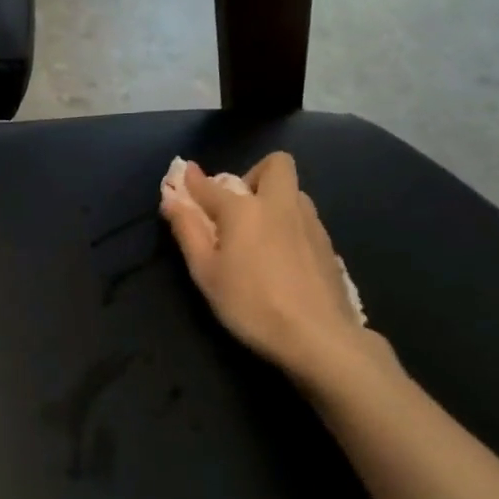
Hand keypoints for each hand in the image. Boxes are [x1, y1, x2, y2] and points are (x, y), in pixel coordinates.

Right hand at [160, 153, 388, 385]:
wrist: (317, 334)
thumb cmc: (250, 304)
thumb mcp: (206, 272)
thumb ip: (188, 231)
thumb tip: (171, 198)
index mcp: (244, 210)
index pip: (211, 186)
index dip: (193, 180)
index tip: (183, 174)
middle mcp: (280, 204)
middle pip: (275, 164)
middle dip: (253, 175)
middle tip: (238, 210)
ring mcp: (310, 222)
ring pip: (293, 191)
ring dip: (273, 200)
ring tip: (258, 236)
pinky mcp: (328, 243)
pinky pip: (304, 217)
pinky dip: (288, 224)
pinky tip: (281, 258)